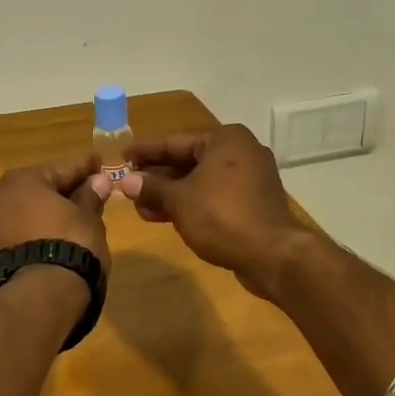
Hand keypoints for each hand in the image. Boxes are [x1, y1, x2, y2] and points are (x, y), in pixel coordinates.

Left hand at [0, 152, 110, 262]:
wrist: (42, 294)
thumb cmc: (70, 242)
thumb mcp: (87, 216)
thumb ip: (91, 195)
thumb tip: (99, 181)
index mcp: (22, 179)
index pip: (63, 167)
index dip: (85, 166)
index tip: (100, 162)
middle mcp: (1, 194)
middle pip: (43, 186)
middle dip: (67, 187)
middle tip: (93, 187)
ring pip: (31, 207)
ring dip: (53, 207)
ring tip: (81, 210)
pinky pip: (25, 226)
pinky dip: (42, 224)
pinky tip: (62, 228)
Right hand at [121, 125, 314, 297]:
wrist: (273, 256)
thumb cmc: (223, 217)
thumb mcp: (180, 200)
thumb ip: (152, 187)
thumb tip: (127, 181)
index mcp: (225, 140)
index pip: (175, 141)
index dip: (145, 150)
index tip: (121, 155)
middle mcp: (240, 152)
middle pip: (187, 160)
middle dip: (156, 176)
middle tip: (128, 184)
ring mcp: (249, 178)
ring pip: (199, 180)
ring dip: (169, 193)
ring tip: (139, 207)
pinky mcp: (251, 202)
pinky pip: (213, 195)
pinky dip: (189, 203)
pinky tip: (163, 216)